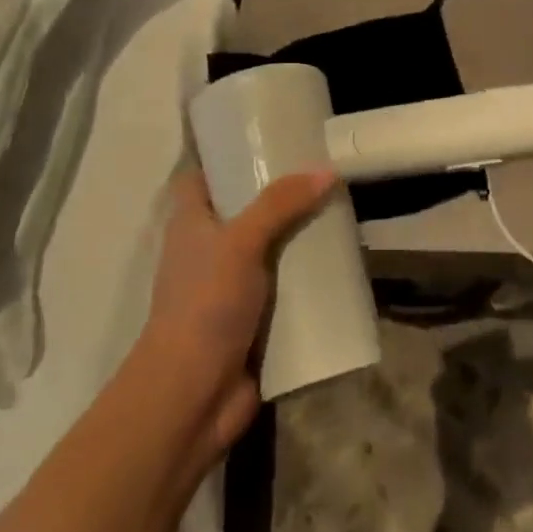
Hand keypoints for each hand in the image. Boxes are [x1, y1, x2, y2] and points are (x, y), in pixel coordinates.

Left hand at [143, 168, 336, 453]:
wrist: (193, 394)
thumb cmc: (205, 304)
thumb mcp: (241, 242)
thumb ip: (280, 204)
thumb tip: (325, 170)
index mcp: (191, 224)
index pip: (202, 176)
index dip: (226, 155)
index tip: (266, 137)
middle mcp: (208, 250)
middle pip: (244, 211)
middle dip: (279, 195)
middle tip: (322, 171)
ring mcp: (230, 286)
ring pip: (269, 250)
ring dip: (298, 237)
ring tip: (340, 211)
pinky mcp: (252, 319)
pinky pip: (284, 288)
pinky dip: (307, 278)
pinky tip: (341, 263)